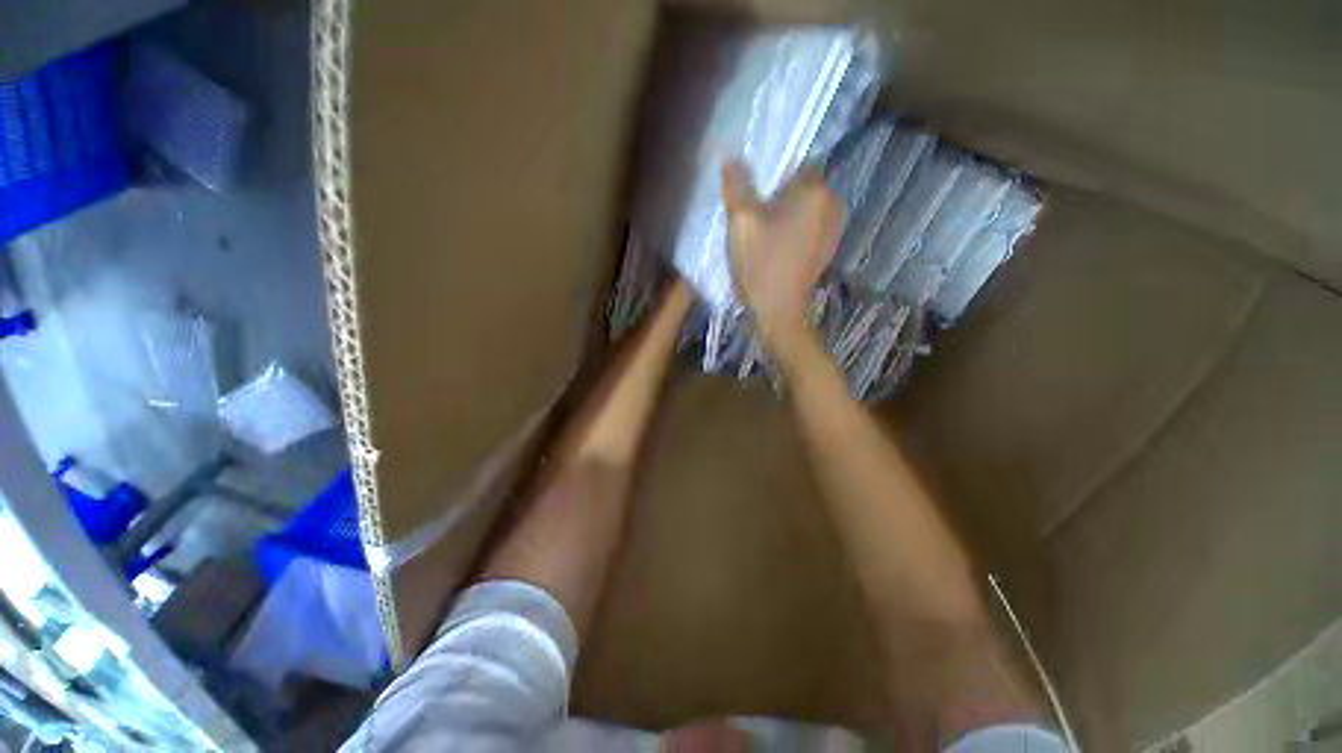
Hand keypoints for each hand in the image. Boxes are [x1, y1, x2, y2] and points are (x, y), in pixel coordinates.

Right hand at [722, 159, 842, 358]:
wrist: (779, 313)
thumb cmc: (762, 265)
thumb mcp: (741, 223)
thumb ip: (736, 186)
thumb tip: (731, 158)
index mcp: (815, 191)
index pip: (795, 163)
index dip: (770, 175)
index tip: (752, 194)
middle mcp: (832, 204)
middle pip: (800, 187)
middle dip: (776, 196)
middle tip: (752, 217)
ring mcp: (833, 229)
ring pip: (803, 209)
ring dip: (783, 215)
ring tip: (761, 234)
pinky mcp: (826, 249)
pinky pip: (807, 227)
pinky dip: (792, 231)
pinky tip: (774, 248)